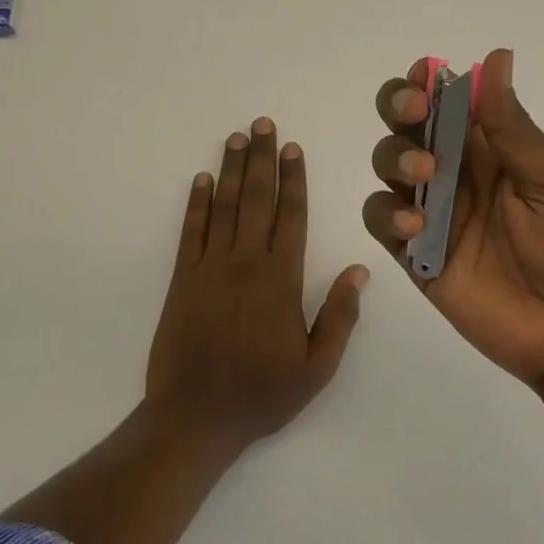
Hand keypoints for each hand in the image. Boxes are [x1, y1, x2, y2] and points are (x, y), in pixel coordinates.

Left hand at [147, 117, 367, 452]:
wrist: (195, 419)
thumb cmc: (261, 394)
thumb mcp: (317, 368)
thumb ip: (340, 317)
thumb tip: (360, 270)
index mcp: (281, 280)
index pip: (292, 216)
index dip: (294, 179)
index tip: (293, 148)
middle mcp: (246, 262)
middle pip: (257, 199)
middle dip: (262, 158)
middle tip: (263, 124)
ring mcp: (211, 267)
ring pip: (225, 206)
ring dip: (232, 169)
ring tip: (237, 137)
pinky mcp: (183, 279)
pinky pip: (192, 231)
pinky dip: (197, 203)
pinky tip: (202, 180)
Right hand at [363, 49, 543, 386]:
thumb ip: (512, 126)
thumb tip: (496, 56)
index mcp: (491, 148)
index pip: (448, 101)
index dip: (428, 81)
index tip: (425, 75)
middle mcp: (455, 171)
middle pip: (406, 124)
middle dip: (399, 106)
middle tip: (415, 110)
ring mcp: (432, 212)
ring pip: (386, 165)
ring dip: (394, 156)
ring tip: (424, 172)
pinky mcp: (415, 255)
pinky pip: (380, 220)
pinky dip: (385, 214)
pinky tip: (415, 227)